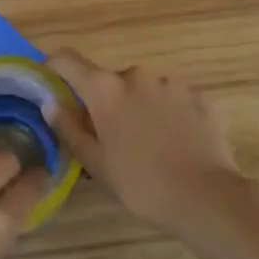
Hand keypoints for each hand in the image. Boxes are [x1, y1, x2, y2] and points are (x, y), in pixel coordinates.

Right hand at [47, 49, 245, 236]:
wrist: (208, 197)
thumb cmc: (142, 184)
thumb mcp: (97, 164)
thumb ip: (69, 129)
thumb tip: (49, 103)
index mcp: (105, 88)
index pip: (67, 60)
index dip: (54, 68)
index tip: (52, 85)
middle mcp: (135, 74)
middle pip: (108, 80)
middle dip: (105, 102)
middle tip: (110, 137)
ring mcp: (169, 81)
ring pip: (141, 89)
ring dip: (138, 107)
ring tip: (149, 144)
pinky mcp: (197, 94)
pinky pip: (170, 98)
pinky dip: (166, 113)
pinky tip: (175, 143)